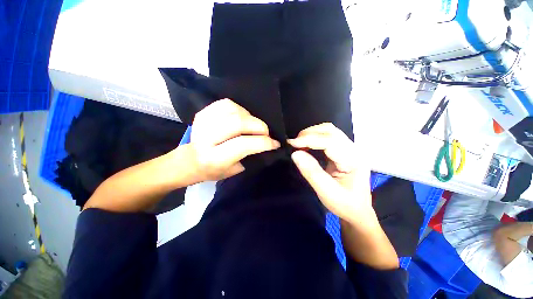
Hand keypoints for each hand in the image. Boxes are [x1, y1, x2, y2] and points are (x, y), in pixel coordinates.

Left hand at [190, 99, 279, 180]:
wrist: (191, 160)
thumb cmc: (214, 169)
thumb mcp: (235, 170)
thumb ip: (251, 155)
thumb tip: (268, 142)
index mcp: (214, 158)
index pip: (243, 145)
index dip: (263, 142)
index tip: (275, 143)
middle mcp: (206, 138)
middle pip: (239, 123)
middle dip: (259, 127)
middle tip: (266, 133)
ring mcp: (203, 122)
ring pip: (234, 111)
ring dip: (250, 118)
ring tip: (253, 126)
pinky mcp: (203, 113)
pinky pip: (227, 104)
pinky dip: (240, 109)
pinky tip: (242, 118)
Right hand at [289, 123, 371, 221]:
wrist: (356, 211)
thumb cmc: (345, 204)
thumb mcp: (327, 192)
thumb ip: (311, 172)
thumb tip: (295, 154)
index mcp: (354, 160)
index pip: (330, 142)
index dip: (309, 140)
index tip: (291, 143)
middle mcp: (353, 150)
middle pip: (330, 131)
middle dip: (310, 134)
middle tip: (294, 143)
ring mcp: (348, 149)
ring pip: (329, 131)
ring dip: (311, 134)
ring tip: (298, 143)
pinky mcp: (342, 151)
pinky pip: (327, 138)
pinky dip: (314, 138)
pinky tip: (306, 145)